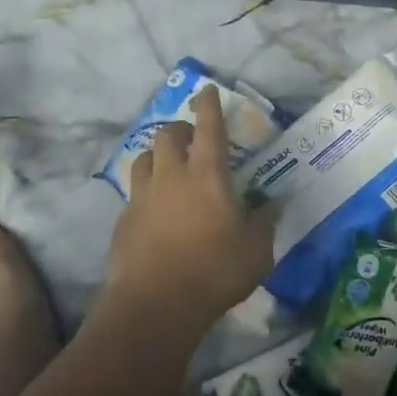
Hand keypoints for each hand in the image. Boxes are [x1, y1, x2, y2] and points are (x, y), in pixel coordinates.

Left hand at [105, 86, 276, 338]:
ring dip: (157, 154)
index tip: (206, 90)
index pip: (209, 127)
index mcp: (208, 175)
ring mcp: (143, 196)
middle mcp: (172, 176)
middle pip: (169, 135)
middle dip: (180, 128)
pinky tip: (154, 209)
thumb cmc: (214, 272)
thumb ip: (264, 223)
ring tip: (168, 166)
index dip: (208, 105)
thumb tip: (272, 204)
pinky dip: (145, 190)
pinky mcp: (124, 220)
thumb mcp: (256, 252)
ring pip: (144, 157)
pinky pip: (134, 192)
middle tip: (191, 137)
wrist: (154, 305)